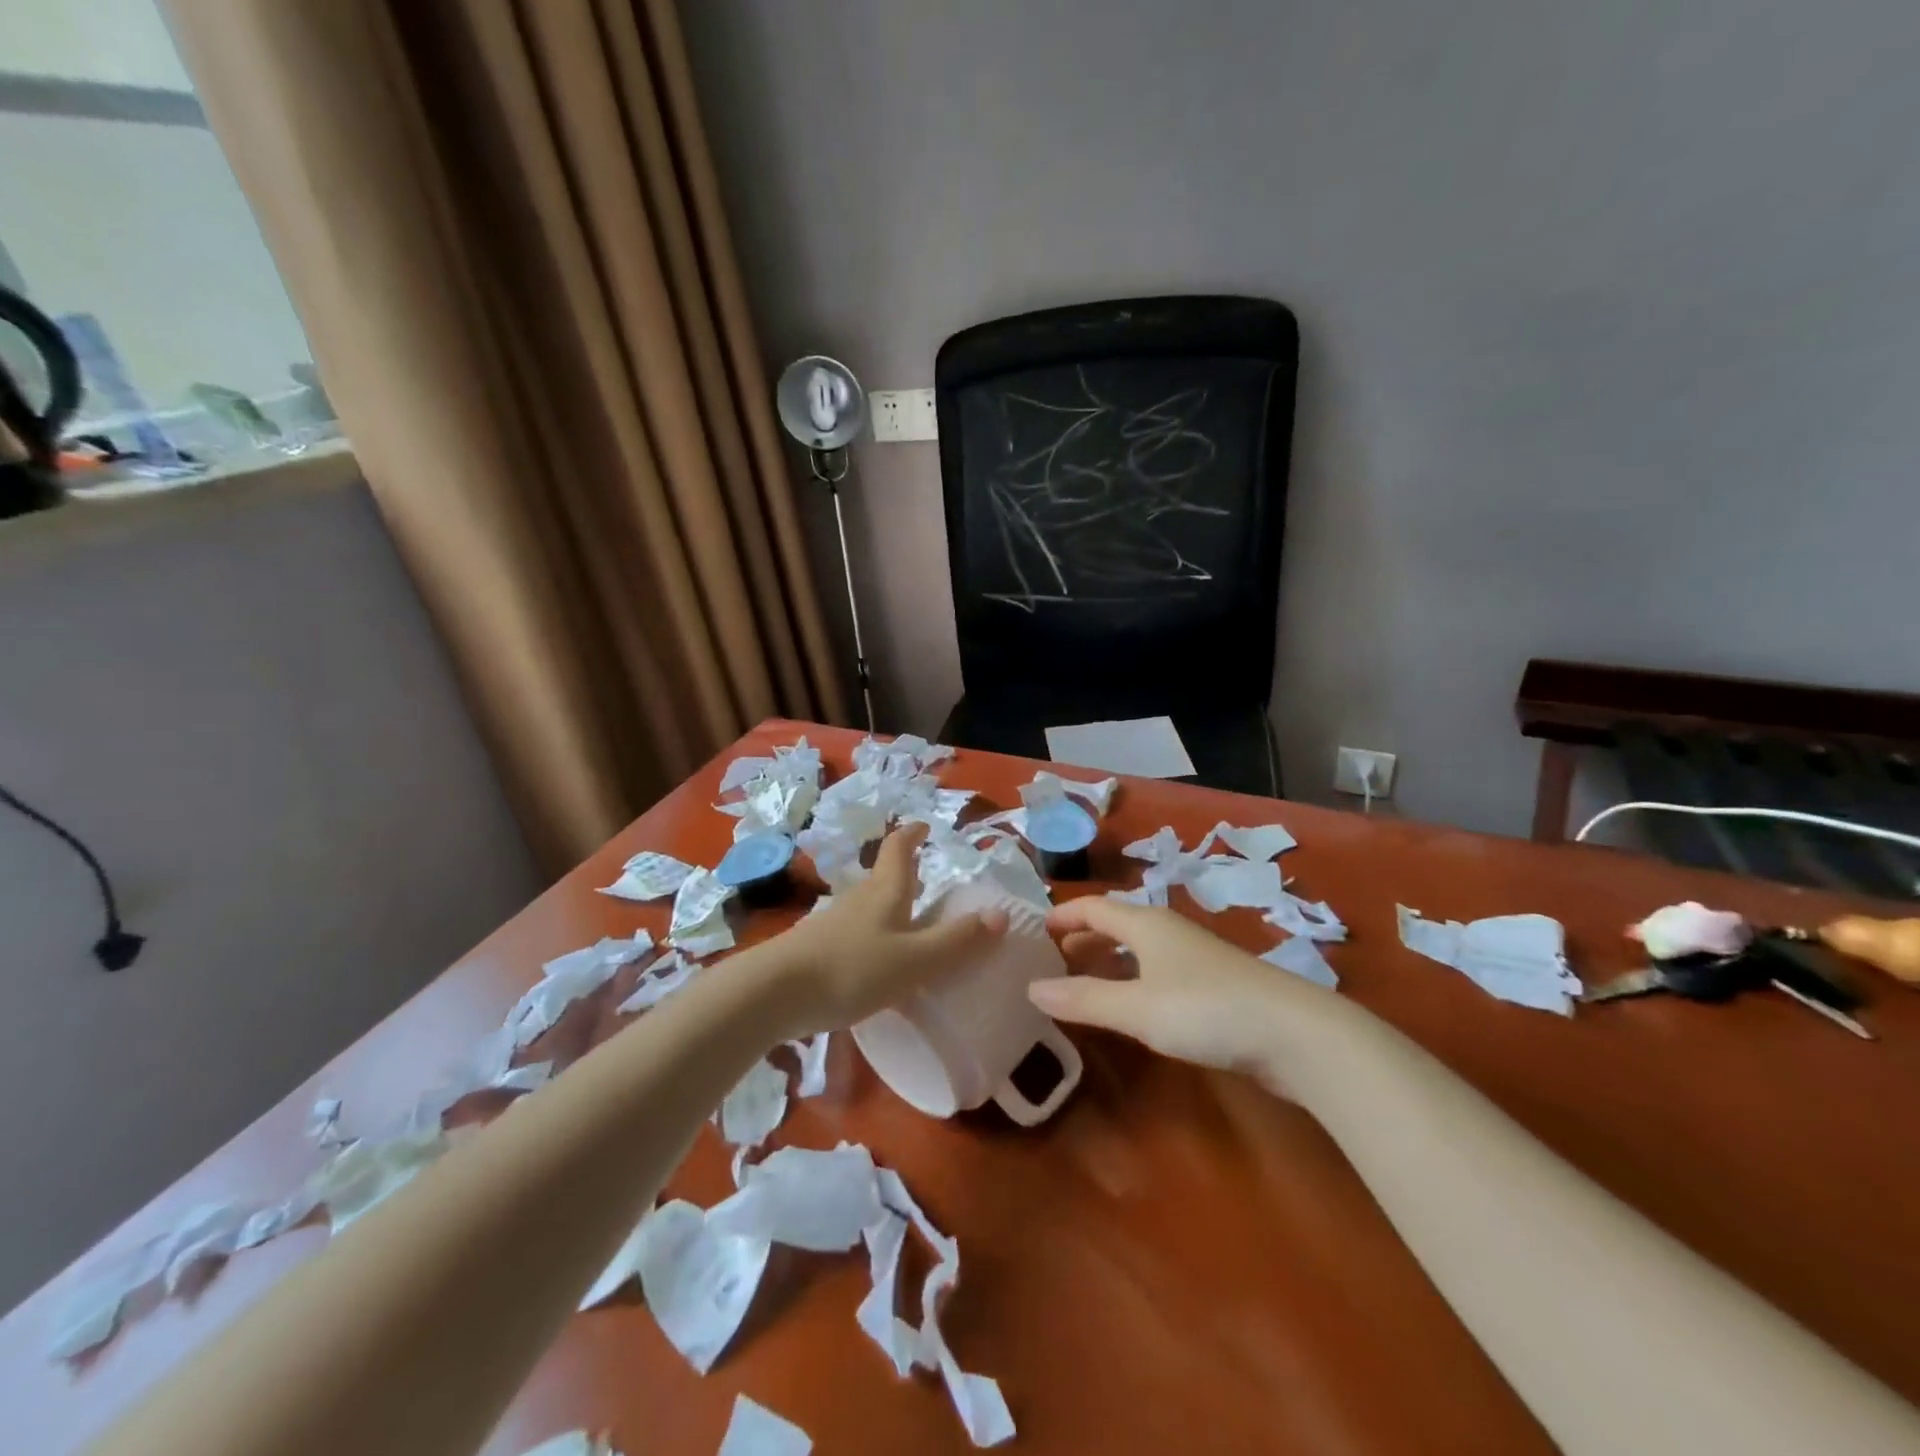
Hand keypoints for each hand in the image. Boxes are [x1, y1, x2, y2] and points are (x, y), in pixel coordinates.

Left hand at [773, 824, 1006, 1034]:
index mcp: (885, 892)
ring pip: (868, 905)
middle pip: (883, 876)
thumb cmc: (852, 968)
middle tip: (926, 879)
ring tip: (909, 923)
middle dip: (905, 872)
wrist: (773, 994)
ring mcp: (834, 923)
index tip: (925, 825)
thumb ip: (957, 941)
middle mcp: (859, 899)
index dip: (912, 834)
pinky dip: (873, 937)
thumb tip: (1001, 914)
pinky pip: (855, 933)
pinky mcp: (817, 949)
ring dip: (889, 906)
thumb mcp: (915, 959)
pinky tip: (877, 962)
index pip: (899, 849)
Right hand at [1030, 896, 1336, 1090]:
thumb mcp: (1136, 1007)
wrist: (1296, 1035)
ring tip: (1079, 983)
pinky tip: (1128, 1007)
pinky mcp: (1212, 987)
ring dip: (1106, 962)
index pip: (1093, 907)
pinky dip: (1130, 982)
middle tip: (1049, 961)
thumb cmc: (1206, 1009)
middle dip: (1081, 939)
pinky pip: (1155, 973)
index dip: (1063, 915)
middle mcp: (1167, 932)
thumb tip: (1031, 989)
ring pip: (1137, 950)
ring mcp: (1193, 959)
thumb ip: (1083, 999)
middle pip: (1115, 925)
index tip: (1034, 931)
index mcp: (1145, 924)